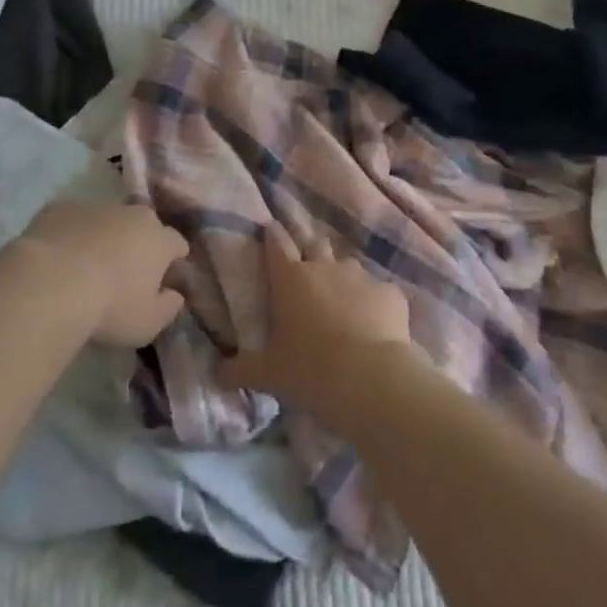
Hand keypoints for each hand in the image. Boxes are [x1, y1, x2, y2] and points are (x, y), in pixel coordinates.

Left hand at [14, 202, 189, 346]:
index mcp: (158, 239)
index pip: (176, 244)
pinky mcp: (60, 208)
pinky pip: (73, 221)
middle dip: (140, 243)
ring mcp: (95, 206)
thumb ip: (168, 307)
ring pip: (107, 220)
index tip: (164, 279)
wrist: (50, 284)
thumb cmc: (109, 307)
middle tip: (126, 272)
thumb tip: (174, 294)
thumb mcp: (148, 323)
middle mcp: (131, 214)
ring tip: (88, 266)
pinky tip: (59, 258)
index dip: (173, 261)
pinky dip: (72, 235)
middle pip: (143, 225)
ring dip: (104, 237)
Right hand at [216, 223, 416, 421]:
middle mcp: (324, 267)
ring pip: (349, 268)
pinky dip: (376, 305)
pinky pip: (380, 293)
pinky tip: (376, 327)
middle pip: (315, 245)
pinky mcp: (391, 293)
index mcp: (290, 279)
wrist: (370, 378)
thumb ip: (240, 370)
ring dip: (344, 281)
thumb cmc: (309, 369)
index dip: (273, 235)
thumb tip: (215, 374)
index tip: (271, 228)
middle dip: (312, 253)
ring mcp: (360, 277)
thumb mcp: (269, 374)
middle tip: (309, 272)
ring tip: (345, 306)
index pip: (276, 244)